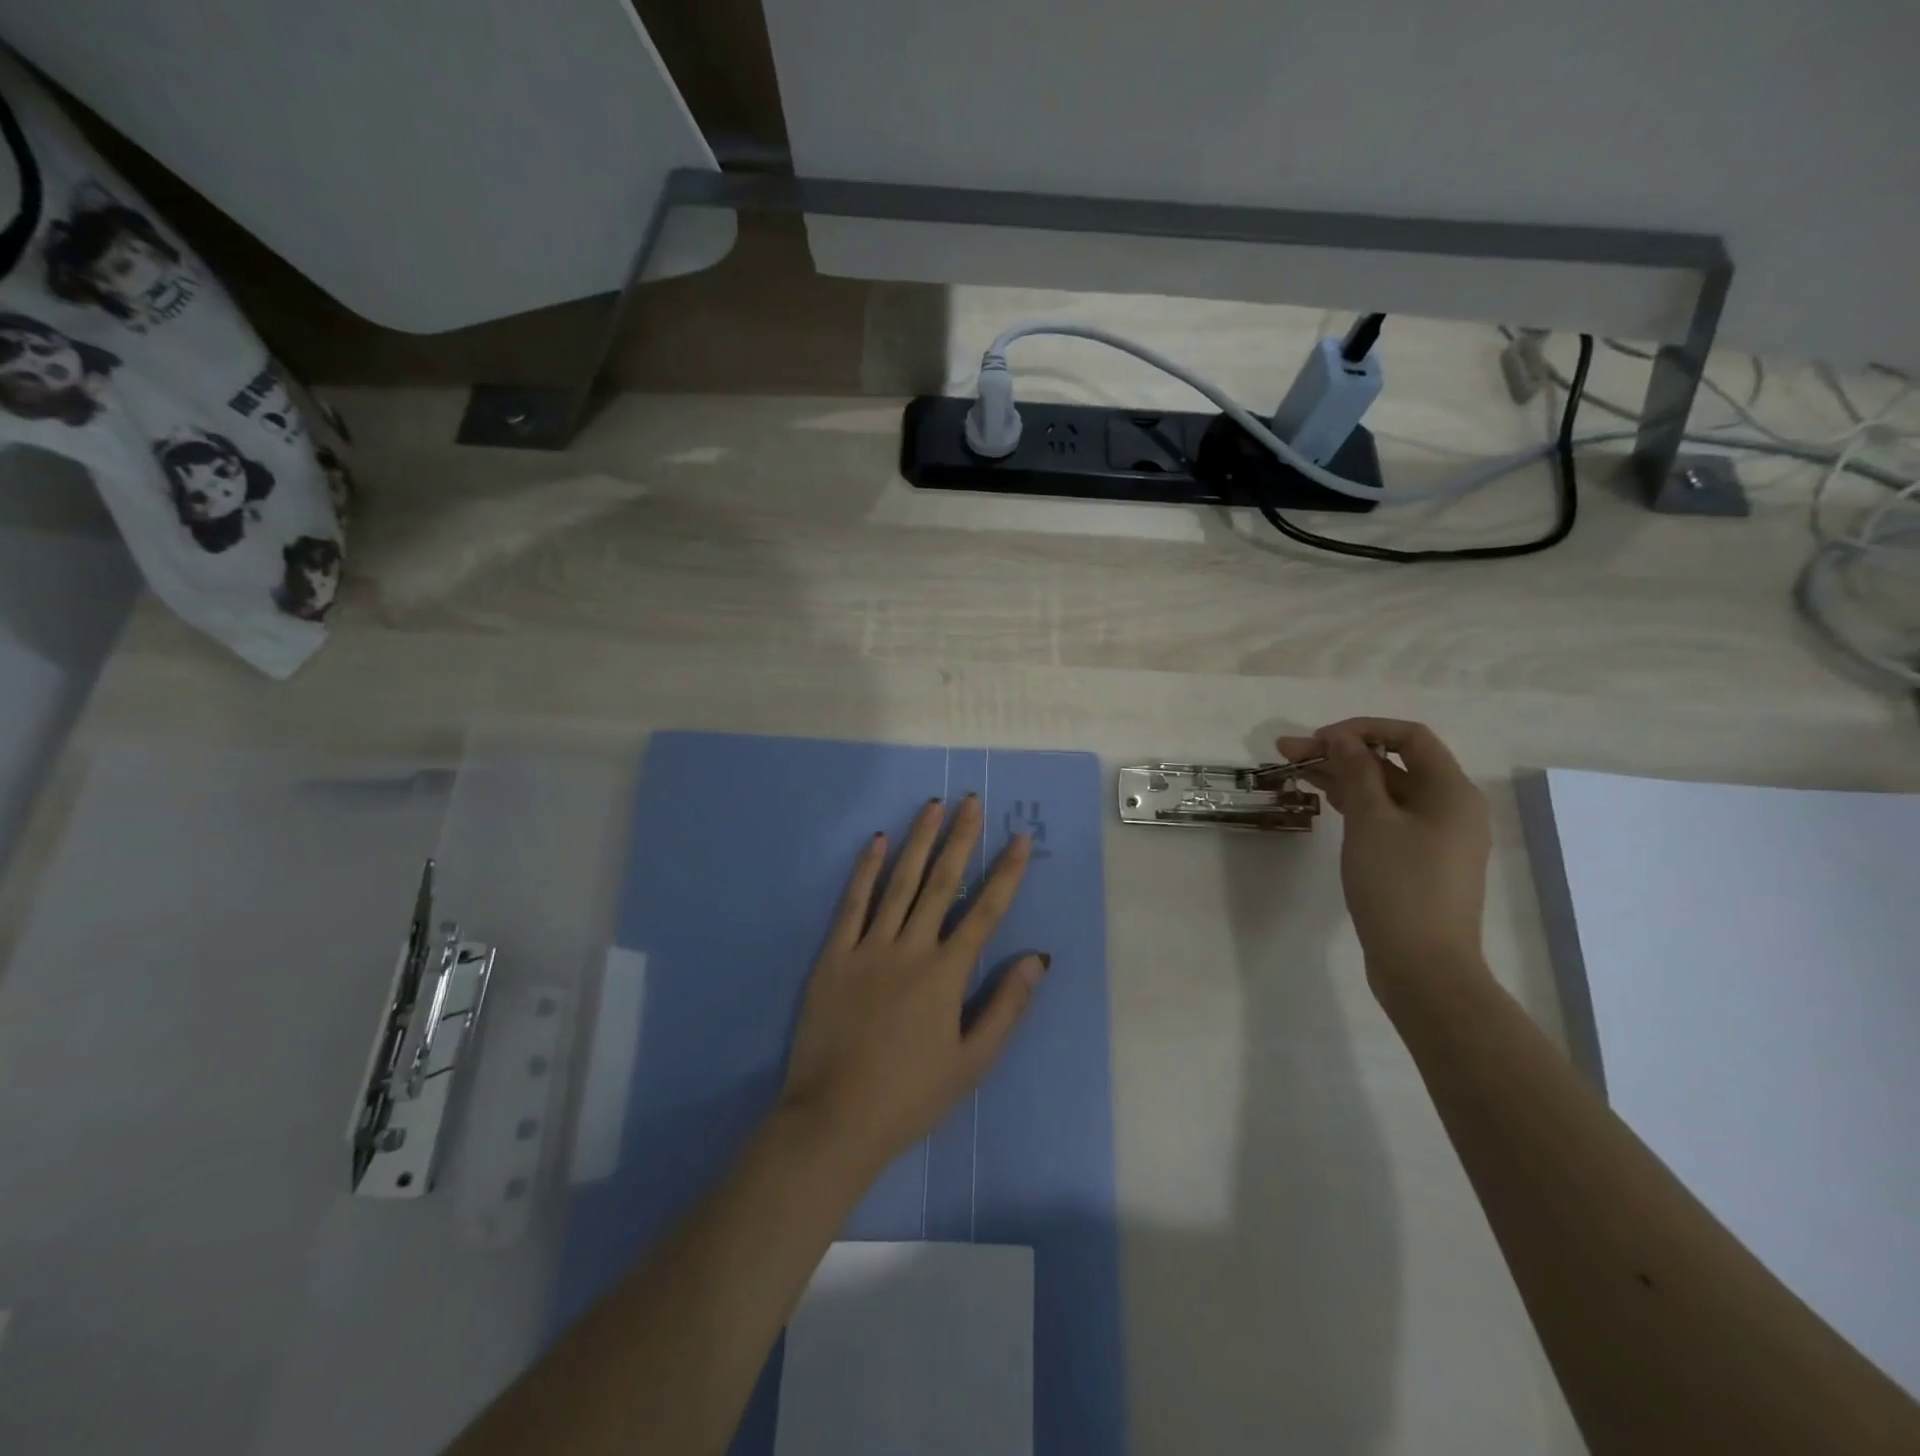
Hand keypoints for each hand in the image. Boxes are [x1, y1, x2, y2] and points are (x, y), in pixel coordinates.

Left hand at [779, 795, 1047, 1174]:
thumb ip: (1006, 1006)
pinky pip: (852, 903)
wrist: (835, 1119)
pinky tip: (877, 841)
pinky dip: (866, 870)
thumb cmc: (911, 1095)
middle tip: (971, 802)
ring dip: (918, 841)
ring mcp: (868, 947)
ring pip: (899, 883)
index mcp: (947, 973)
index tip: (1019, 838)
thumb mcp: (972, 1061)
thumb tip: (1038, 958)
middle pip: (941, 883)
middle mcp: (911, 948)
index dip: (1006, 872)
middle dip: (960, 839)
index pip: (985, 911)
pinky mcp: (834, 955)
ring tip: (933, 807)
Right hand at [1279, 718, 1492, 1001]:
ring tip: (1295, 774)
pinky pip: (1388, 818)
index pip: (1409, 737)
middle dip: (1341, 753)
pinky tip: (1326, 802)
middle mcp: (1451, 808)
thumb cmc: (1398, 885)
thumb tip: (1341, 737)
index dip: (1361, 730)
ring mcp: (1436, 838)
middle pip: (1394, 764)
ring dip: (1344, 778)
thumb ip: (1355, 772)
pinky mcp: (1420, 862)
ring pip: (1387, 792)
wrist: (1423, 966)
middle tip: (1288, 754)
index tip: (1317, 740)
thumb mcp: (1371, 821)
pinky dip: (1357, 805)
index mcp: (1451, 791)